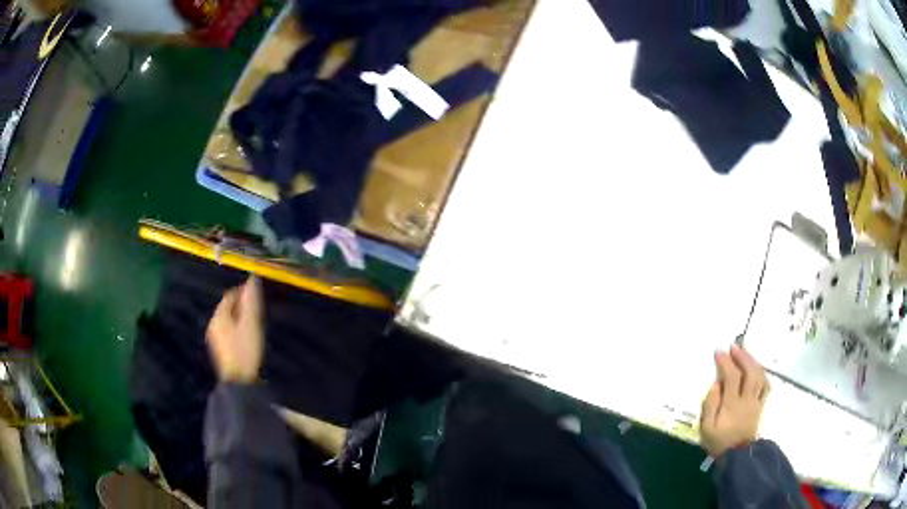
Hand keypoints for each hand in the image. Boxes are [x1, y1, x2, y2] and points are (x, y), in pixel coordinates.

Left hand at [206, 276, 263, 382]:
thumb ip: (251, 300)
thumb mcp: (251, 323)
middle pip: (227, 307)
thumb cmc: (246, 349)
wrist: (240, 381)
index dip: (243, 292)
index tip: (258, 298)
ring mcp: (215, 338)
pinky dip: (237, 329)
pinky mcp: (220, 349)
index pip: (230, 295)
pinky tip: (247, 338)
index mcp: (219, 315)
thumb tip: (253, 277)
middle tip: (258, 312)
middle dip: (242, 306)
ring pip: (228, 320)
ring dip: (240, 318)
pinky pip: (228, 331)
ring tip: (255, 325)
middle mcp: (213, 323)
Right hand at [700, 344, 769, 457]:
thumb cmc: (719, 442)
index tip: (718, 352)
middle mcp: (747, 399)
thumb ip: (710, 405)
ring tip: (744, 353)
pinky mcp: (760, 405)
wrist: (737, 456)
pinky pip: (765, 385)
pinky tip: (756, 368)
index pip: (732, 377)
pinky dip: (761, 373)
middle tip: (734, 346)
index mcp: (732, 404)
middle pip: (750, 372)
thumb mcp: (706, 427)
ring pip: (759, 376)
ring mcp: (756, 401)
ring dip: (752, 361)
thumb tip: (716, 384)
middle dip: (742, 356)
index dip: (726, 362)